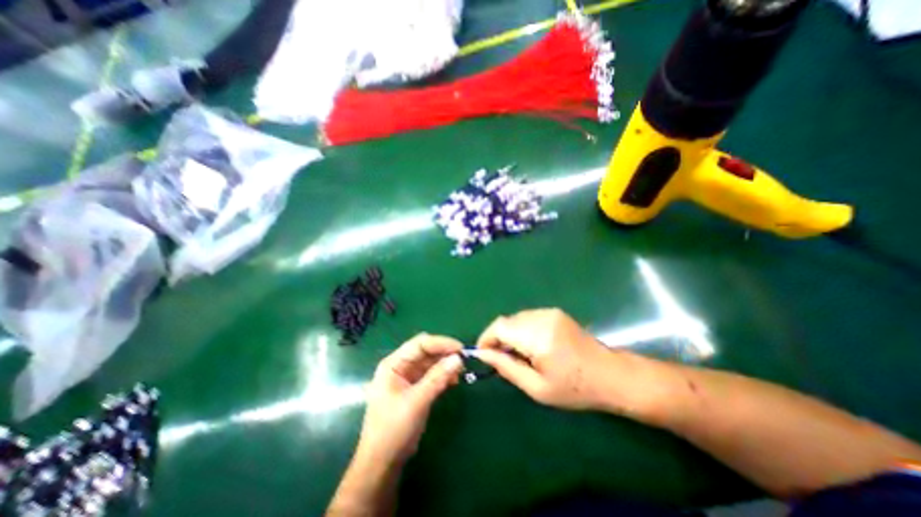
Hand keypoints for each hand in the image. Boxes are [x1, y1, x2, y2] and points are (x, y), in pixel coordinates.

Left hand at [356, 333, 463, 465]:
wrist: (382, 463)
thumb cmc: (393, 429)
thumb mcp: (417, 401)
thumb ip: (437, 378)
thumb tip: (458, 358)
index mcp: (393, 364)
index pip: (419, 344)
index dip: (440, 343)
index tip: (460, 348)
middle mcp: (400, 366)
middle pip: (425, 351)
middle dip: (444, 353)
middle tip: (463, 359)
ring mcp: (407, 377)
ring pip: (430, 362)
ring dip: (445, 364)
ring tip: (461, 371)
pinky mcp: (415, 388)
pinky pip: (431, 375)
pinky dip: (443, 375)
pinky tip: (454, 380)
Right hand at [474, 309, 646, 413]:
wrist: (611, 375)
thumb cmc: (575, 389)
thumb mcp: (537, 388)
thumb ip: (506, 368)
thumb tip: (483, 355)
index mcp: (538, 337)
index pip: (499, 327)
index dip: (486, 338)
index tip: (483, 354)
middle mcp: (541, 318)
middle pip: (506, 321)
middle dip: (497, 338)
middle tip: (501, 359)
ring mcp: (549, 312)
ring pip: (516, 318)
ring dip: (510, 333)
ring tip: (517, 354)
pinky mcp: (555, 312)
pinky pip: (528, 317)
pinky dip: (521, 329)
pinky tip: (531, 345)